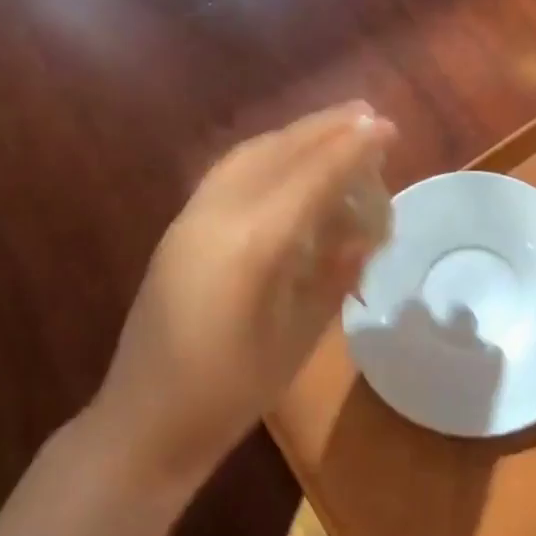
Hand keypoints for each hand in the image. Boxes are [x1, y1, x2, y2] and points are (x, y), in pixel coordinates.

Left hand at [92, 102, 395, 487]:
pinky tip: (287, 160)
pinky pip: (229, 171)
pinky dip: (266, 153)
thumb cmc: (233, 391)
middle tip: (368, 114)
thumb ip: (335, 273)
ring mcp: (191, 216)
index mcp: (253, 244)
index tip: (387, 128)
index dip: (353, 149)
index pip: (312, 177)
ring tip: (334, 127)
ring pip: (250, 154)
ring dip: (295, 135)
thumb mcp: (300, 335)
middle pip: (279, 151)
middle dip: (326, 128)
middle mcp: (218, 214)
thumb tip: (365, 230)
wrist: (147, 420)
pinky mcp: (180, 226)